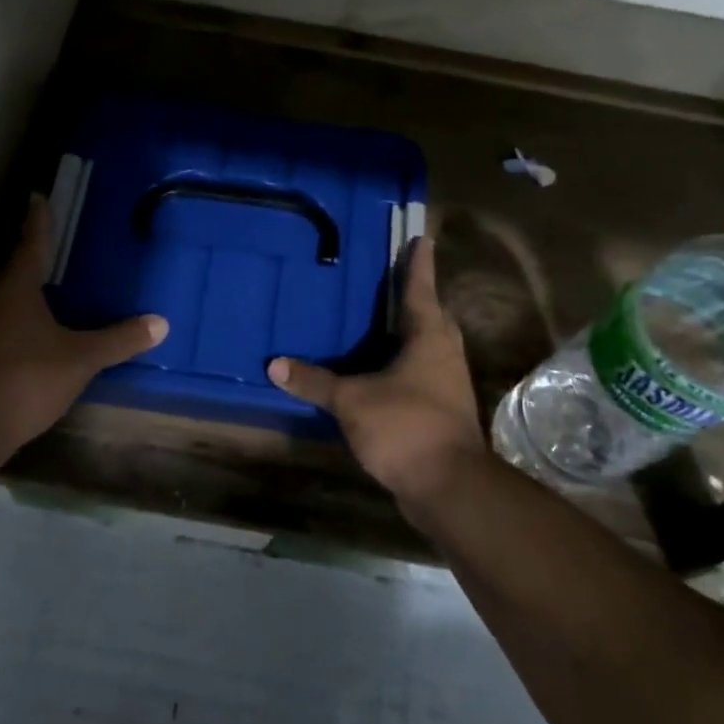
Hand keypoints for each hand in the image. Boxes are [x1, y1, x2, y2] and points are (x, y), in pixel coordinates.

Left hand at [0, 198, 167, 462]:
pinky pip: (3, 320)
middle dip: (34, 252)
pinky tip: (37, 327)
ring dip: (26, 285)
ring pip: (7, 296)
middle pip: (15, 266)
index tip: (39, 196)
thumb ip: (118, 340)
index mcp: (17, 288)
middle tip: (57, 239)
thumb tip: (161, 323)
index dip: (38, 219)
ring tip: (51, 281)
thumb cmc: (27, 378)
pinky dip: (21, 314)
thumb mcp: (81, 358)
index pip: (31, 242)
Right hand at [267, 237, 485, 509]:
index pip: (420, 289)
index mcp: (428, 337)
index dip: (418, 263)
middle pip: (432, 315)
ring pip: (430, 346)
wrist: (448, 486)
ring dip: (410, 332)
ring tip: (382, 321)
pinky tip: (382, 371)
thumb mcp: (352, 401)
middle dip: (417, 297)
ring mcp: (448, 383)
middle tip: (394, 279)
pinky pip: (423, 373)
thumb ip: (316, 382)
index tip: (422, 238)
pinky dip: (404, 364)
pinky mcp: (444, 410)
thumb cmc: (405, 426)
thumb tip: (275, 364)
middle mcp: (444, 354)